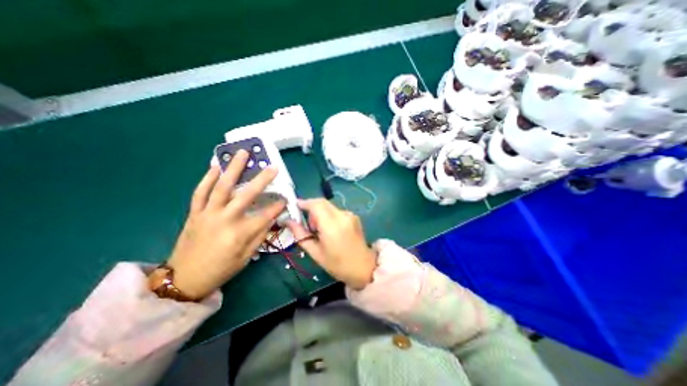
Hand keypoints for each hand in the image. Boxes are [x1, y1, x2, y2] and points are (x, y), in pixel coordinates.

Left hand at [159, 149, 283, 297]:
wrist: (184, 279)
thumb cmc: (220, 269)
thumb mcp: (246, 257)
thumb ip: (260, 235)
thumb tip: (272, 217)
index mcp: (240, 234)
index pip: (266, 215)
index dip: (278, 206)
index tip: (285, 199)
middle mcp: (225, 220)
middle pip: (247, 195)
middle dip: (262, 180)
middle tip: (273, 167)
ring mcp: (207, 214)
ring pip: (222, 187)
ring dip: (233, 168)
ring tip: (242, 153)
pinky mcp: (195, 213)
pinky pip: (200, 192)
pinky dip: (207, 178)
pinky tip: (215, 167)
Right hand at [288, 199, 377, 288]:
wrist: (363, 267)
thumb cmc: (338, 264)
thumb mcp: (315, 252)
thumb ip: (300, 234)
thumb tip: (288, 221)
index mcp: (332, 226)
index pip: (316, 205)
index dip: (304, 203)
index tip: (295, 206)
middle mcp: (342, 216)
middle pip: (322, 202)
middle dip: (311, 208)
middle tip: (307, 224)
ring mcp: (350, 215)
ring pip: (329, 206)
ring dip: (320, 213)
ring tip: (319, 230)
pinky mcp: (354, 216)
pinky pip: (336, 211)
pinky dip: (328, 215)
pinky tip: (330, 230)